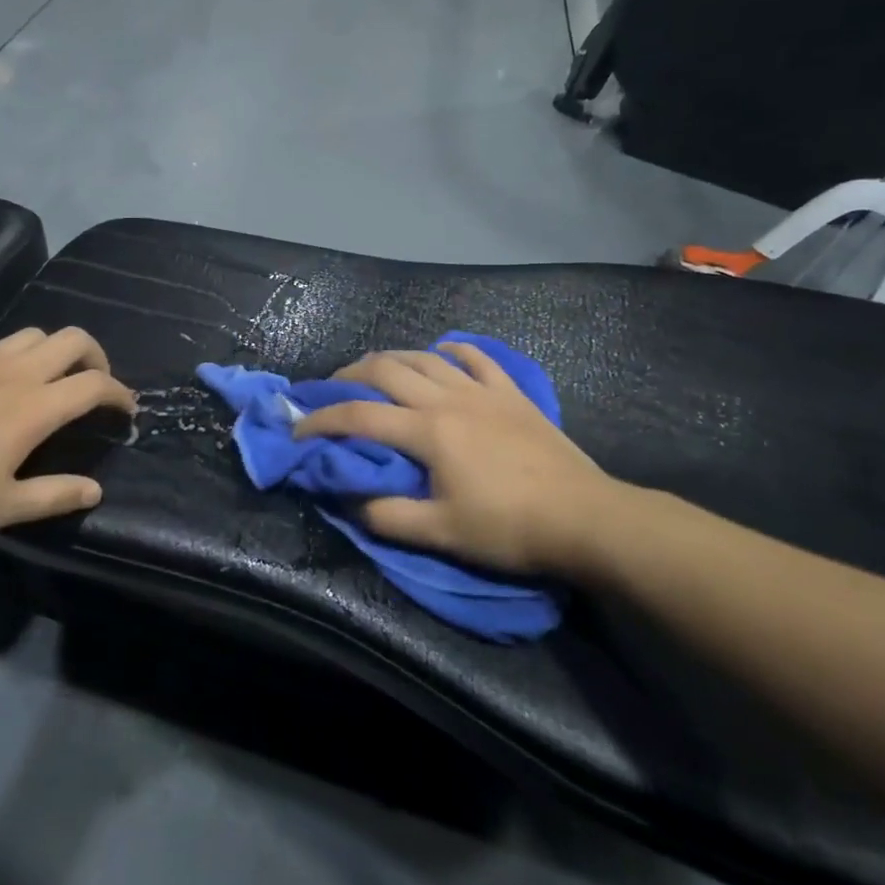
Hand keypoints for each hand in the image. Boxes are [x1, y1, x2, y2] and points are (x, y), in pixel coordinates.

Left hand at [0, 327, 135, 532]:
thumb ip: (53, 496)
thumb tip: (95, 490)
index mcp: (34, 407)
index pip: (95, 384)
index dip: (120, 393)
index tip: (126, 409)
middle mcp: (14, 372)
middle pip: (73, 339)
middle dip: (96, 356)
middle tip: (94, 382)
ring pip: (34, 334)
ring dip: (55, 350)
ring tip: (48, 378)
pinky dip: (13, 358)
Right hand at [291, 342, 644, 575]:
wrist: (586, 518)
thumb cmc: (510, 529)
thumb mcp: (442, 534)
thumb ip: (388, 516)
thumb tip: (348, 499)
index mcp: (428, 431)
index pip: (359, 416)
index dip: (322, 420)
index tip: (298, 430)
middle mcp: (448, 399)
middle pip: (387, 369)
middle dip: (350, 375)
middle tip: (331, 389)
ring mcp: (482, 390)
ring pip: (425, 357)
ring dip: (393, 358)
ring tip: (375, 370)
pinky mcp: (511, 393)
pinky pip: (476, 358)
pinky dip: (452, 351)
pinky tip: (441, 353)